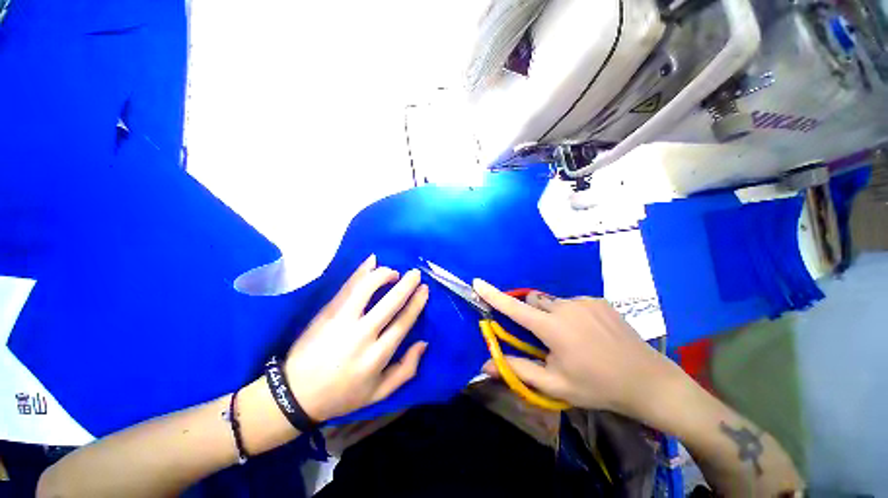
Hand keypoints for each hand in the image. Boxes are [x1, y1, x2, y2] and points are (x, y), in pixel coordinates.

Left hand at [284, 255, 428, 421]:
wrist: (295, 395)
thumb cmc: (342, 395)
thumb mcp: (379, 393)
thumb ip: (406, 369)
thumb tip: (423, 343)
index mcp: (377, 356)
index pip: (403, 322)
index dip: (416, 303)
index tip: (424, 289)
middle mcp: (361, 335)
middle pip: (389, 303)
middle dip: (406, 285)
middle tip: (415, 273)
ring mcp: (341, 321)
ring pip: (366, 289)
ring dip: (383, 275)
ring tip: (393, 272)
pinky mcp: (326, 313)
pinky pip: (347, 288)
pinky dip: (360, 272)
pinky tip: (372, 261)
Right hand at [473, 280, 683, 418]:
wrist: (648, 381)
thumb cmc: (598, 387)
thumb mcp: (556, 384)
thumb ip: (519, 370)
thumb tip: (486, 365)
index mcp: (553, 328)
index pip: (514, 307)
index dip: (493, 294)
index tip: (477, 282)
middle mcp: (565, 307)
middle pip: (534, 302)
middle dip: (531, 315)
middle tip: (545, 337)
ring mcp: (584, 301)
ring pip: (553, 302)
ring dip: (552, 316)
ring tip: (573, 338)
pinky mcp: (598, 300)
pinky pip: (572, 302)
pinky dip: (571, 314)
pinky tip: (589, 333)